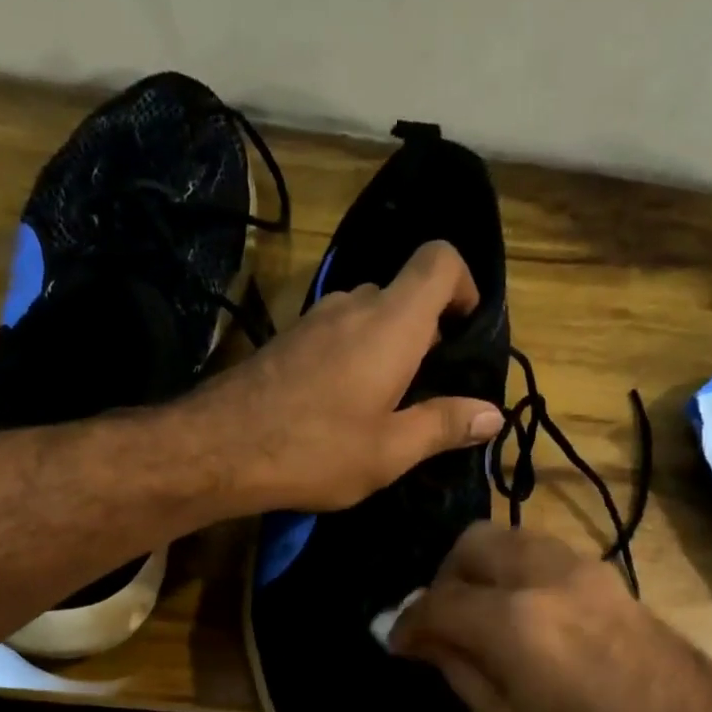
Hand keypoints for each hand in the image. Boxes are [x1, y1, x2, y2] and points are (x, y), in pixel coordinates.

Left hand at [193, 240, 503, 511]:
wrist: (218, 449)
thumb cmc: (315, 450)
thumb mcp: (390, 451)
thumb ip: (444, 426)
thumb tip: (494, 414)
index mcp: (392, 322)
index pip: (439, 260)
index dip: (464, 283)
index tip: (466, 331)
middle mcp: (352, 305)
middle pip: (403, 293)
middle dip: (426, 332)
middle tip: (429, 390)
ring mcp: (313, 320)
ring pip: (367, 315)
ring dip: (386, 348)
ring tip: (386, 406)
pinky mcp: (286, 341)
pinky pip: (335, 335)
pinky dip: (353, 357)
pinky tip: (341, 408)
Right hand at [391, 524, 711, 711]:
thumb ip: (461, 673)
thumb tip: (423, 641)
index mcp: (515, 622)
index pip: (437, 601)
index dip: (407, 622)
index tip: (396, 644)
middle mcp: (548, 578)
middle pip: (473, 545)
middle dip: (444, 578)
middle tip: (439, 623)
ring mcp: (588, 573)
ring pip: (513, 541)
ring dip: (482, 570)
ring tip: (477, 617)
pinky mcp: (615, 581)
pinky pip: (548, 557)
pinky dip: (519, 574)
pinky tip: (520, 616)